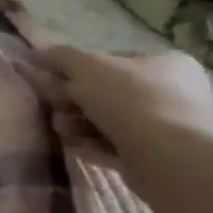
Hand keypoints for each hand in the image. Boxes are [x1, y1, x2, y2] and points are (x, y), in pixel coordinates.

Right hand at [43, 46, 212, 165]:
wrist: (169, 158)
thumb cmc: (131, 100)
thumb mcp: (85, 66)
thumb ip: (60, 56)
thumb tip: (39, 53)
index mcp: (166, 63)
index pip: (112, 60)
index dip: (77, 69)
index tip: (54, 80)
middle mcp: (173, 93)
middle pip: (107, 92)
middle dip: (73, 101)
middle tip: (54, 107)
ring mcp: (169, 128)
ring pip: (109, 121)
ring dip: (78, 124)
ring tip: (63, 130)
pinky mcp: (159, 158)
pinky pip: (117, 147)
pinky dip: (93, 145)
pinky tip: (75, 147)